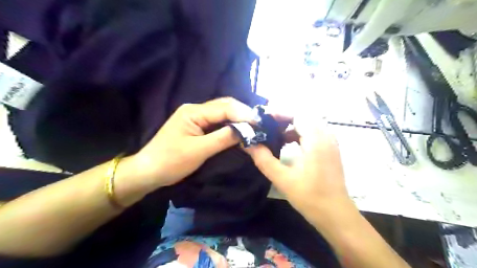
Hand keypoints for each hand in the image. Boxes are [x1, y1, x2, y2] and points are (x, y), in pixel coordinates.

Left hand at [132, 97, 254, 187]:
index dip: (244, 114)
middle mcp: (195, 109)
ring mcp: (196, 117)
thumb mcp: (199, 151)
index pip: (225, 108)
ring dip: (238, 119)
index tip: (260, 123)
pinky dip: (230, 125)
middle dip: (243, 113)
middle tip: (259, 124)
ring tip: (253, 126)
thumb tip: (247, 130)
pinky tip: (239, 130)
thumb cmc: (171, 161)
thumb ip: (223, 138)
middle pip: (224, 106)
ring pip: (222, 113)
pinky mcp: (196, 126)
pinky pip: (217, 122)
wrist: (148, 171)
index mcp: (194, 111)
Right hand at [246, 112, 348, 221]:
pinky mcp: (330, 150)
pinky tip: (287, 144)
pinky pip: (313, 133)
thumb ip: (264, 159)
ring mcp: (330, 143)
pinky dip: (298, 134)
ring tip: (274, 134)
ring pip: (308, 124)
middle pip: (303, 117)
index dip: (279, 113)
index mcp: (316, 140)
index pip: (297, 114)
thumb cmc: (310, 197)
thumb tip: (248, 144)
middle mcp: (326, 136)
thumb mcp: (282, 179)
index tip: (262, 118)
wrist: (336, 215)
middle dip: (283, 118)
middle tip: (266, 125)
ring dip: (291, 126)